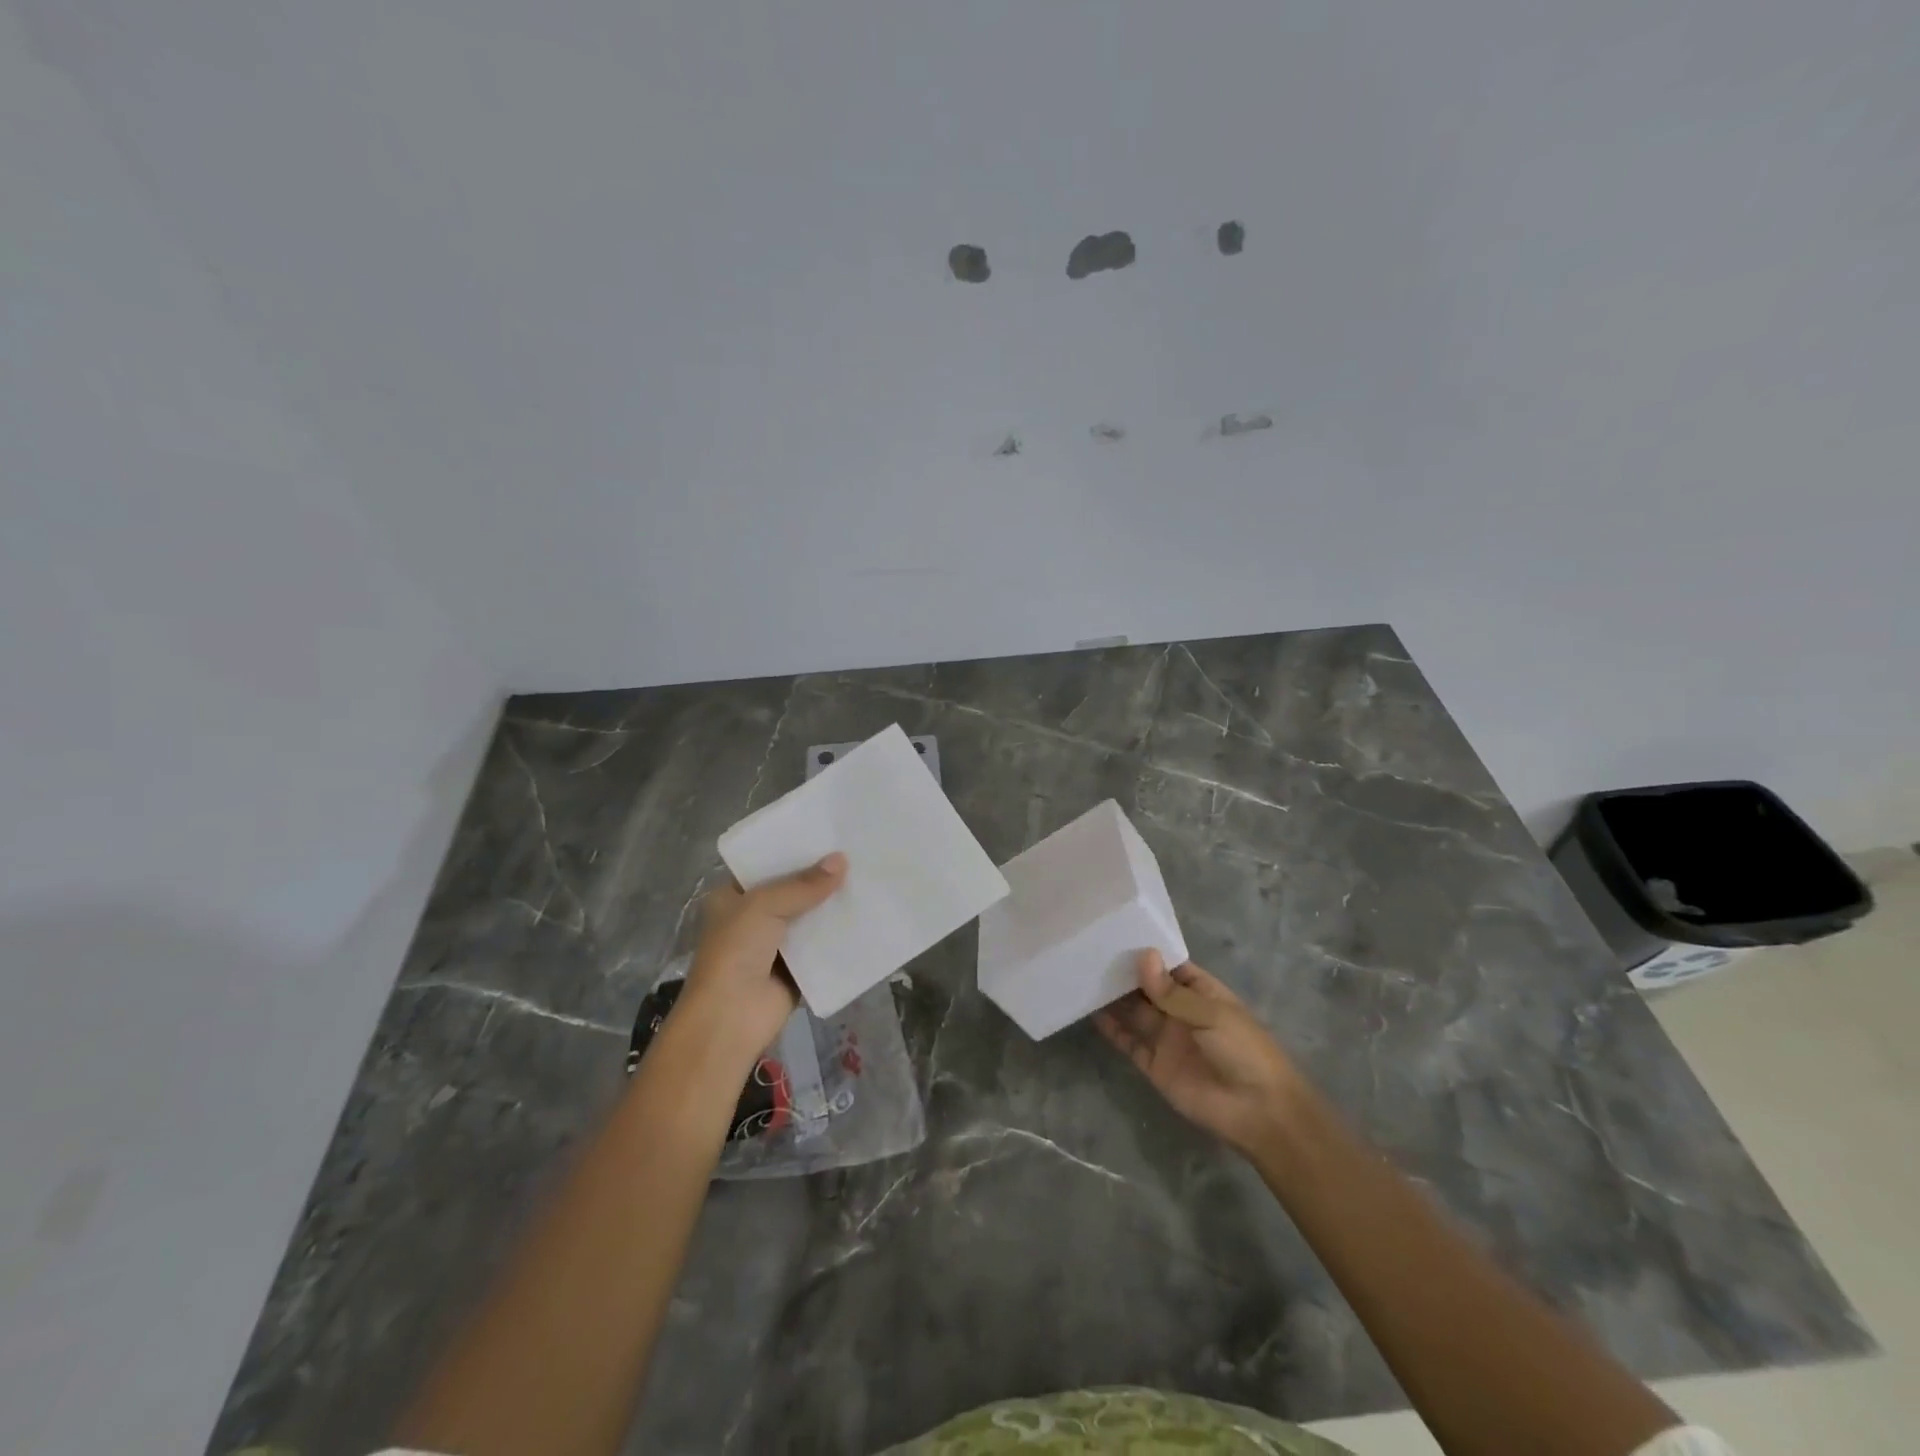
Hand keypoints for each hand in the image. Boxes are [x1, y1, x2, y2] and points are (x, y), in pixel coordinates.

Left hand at [673, 853, 847, 1069]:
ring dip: (832, 907)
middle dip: (819, 879)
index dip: (792, 852)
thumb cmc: (735, 952)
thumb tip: (842, 860)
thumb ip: (803, 885)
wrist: (731, 1018)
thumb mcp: (764, 906)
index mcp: (731, 898)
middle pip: (791, 892)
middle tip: (856, 854)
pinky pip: (821, 948)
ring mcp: (774, 947)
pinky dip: (839, 938)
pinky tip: (867, 918)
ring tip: (868, 880)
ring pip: (809, 919)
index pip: (765, 866)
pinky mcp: (795, 971)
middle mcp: (751, 919)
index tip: (827, 836)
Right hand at [1095, 950, 1302, 1157]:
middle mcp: (1181, 1011)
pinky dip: (1111, 1029)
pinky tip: (1090, 1011)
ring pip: (1134, 1012)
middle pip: (1148, 987)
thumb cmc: (1244, 1051)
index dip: (1148, 953)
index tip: (1116, 933)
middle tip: (1090, 950)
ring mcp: (1167, 1038)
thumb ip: (1172, 991)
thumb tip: (1143, 955)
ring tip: (1084, 974)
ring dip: (1114, 997)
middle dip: (1125, 972)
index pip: (1170, 966)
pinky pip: (1129, 1042)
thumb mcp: (1211, 1014)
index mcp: (1202, 993)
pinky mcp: (1154, 1065)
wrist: (1258, 1112)